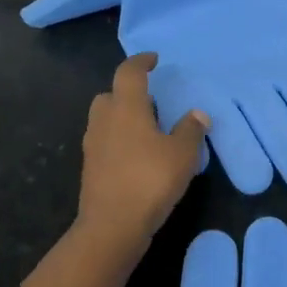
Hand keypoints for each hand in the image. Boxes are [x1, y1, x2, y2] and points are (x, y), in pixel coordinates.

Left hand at [77, 53, 208, 252]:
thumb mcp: (182, 154)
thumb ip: (191, 130)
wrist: (112, 226)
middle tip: (151, 102)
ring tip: (148, 130)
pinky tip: (138, 157)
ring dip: (122, 118)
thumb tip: (197, 114)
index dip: (141, 62)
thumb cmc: (150, 181)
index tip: (153, 60)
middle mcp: (104, 120)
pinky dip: (119, 141)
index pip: (128, 73)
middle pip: (110, 95)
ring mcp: (93, 145)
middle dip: (128, 93)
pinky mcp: (90, 168)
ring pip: (105, 120)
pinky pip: (105, 143)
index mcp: (126, 108)